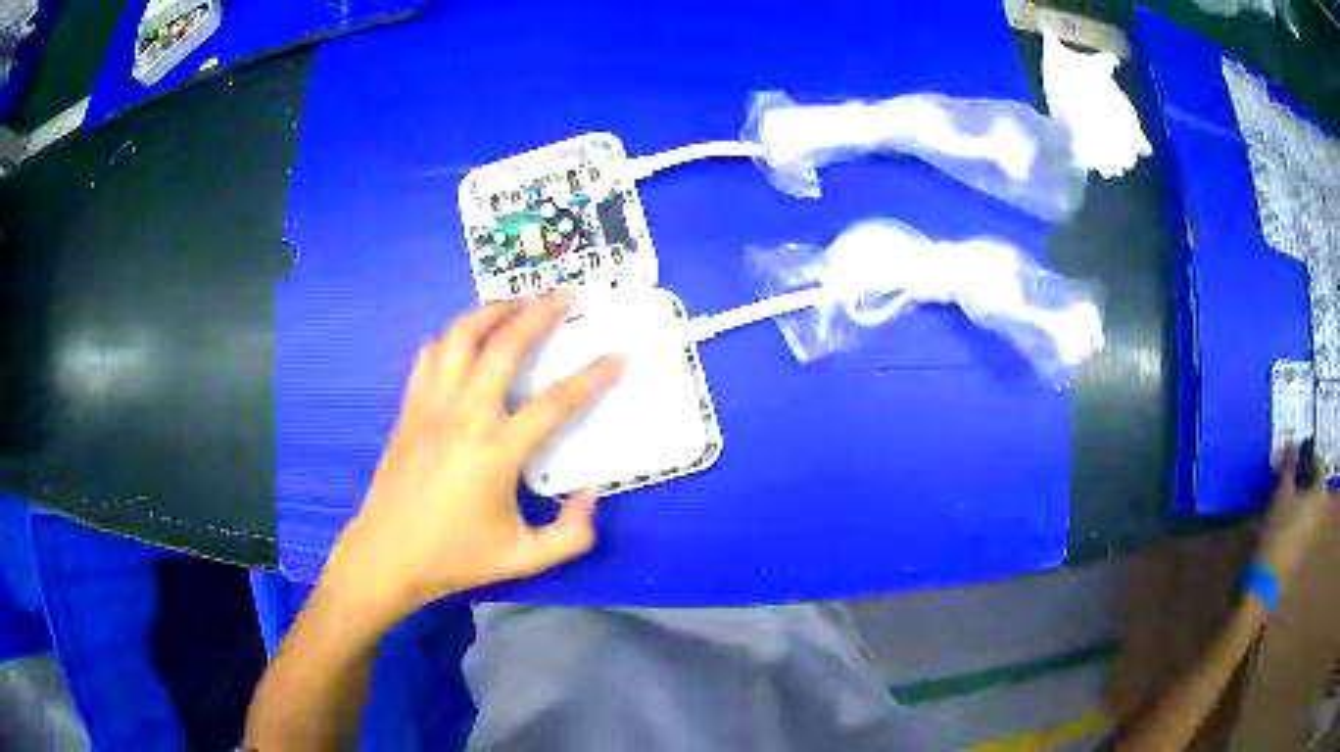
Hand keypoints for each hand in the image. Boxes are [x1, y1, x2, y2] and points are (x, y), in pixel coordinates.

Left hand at [323, 289, 623, 623]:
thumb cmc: (455, 558)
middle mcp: (463, 416)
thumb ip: (572, 534)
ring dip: (492, 312)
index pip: (554, 402)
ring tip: (517, 302)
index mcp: (496, 453)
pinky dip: (452, 338)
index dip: (592, 376)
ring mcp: (430, 406)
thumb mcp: (524, 560)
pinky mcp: (409, 408)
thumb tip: (592, 492)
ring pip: (460, 337)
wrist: (386, 556)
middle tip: (564, 293)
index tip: (618, 354)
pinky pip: (430, 356)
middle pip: (504, 346)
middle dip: (538, 312)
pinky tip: (466, 341)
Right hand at [1258, 443, 1334, 587]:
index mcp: (1320, 491)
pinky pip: (1307, 522)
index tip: (1295, 455)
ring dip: (1303, 497)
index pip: (1319, 462)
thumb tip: (1293, 446)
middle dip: (1306, 478)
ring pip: (1312, 505)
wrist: (1268, 580)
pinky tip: (1287, 521)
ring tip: (1288, 498)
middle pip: (1317, 484)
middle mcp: (1322, 509)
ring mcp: (1315, 531)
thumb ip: (1289, 467)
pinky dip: (1300, 515)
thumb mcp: (1281, 493)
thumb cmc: (1278, 529)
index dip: (1308, 455)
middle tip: (1292, 476)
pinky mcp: (1306, 547)